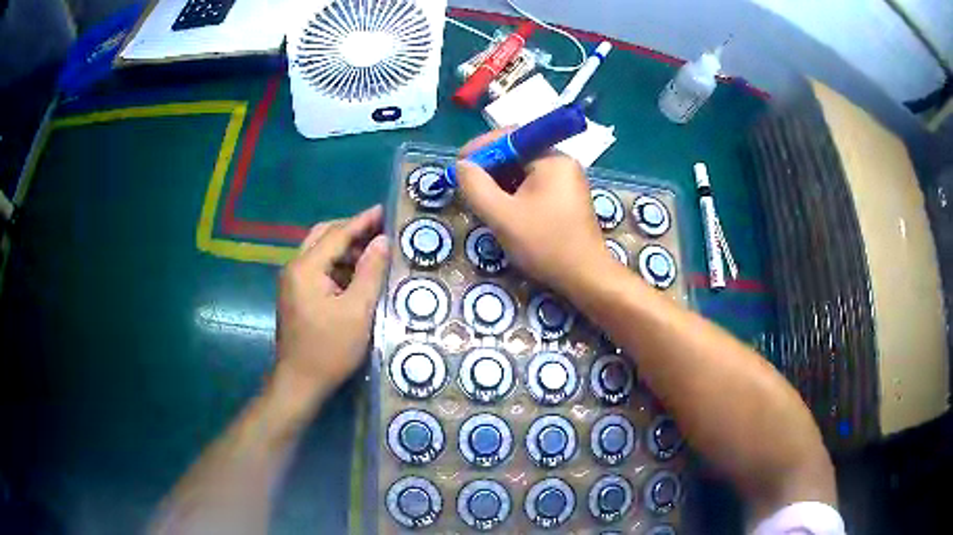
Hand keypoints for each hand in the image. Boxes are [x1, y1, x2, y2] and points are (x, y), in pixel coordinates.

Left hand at [272, 205, 388, 412]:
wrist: (299, 383)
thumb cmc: (329, 349)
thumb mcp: (357, 311)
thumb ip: (370, 272)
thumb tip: (383, 241)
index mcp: (306, 268)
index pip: (337, 234)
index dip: (362, 221)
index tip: (385, 210)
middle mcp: (294, 268)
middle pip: (323, 236)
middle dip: (351, 231)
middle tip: (379, 232)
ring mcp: (292, 282)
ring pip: (320, 252)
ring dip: (345, 249)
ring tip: (374, 254)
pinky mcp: (296, 295)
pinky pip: (318, 269)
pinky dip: (337, 266)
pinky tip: (357, 276)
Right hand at [455, 131, 612, 293]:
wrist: (585, 278)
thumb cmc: (545, 244)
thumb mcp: (502, 215)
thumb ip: (476, 186)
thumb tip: (462, 165)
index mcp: (552, 159)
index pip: (510, 138)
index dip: (481, 148)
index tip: (460, 166)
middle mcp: (562, 164)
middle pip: (517, 154)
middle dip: (490, 169)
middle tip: (469, 188)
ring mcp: (567, 182)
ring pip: (524, 172)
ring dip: (500, 183)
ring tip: (483, 202)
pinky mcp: (567, 199)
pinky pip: (535, 186)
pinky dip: (515, 194)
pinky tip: (504, 211)